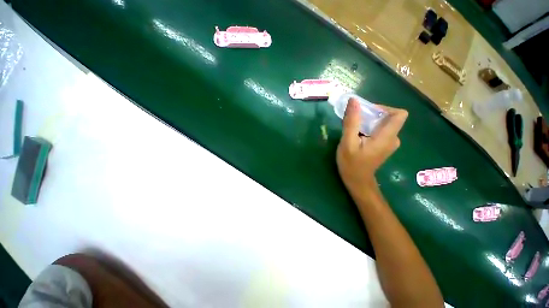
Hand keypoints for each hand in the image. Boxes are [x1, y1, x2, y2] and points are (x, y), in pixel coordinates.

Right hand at [336, 99, 407, 198]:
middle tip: (354, 121)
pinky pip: (380, 130)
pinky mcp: (384, 146)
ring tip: (353, 129)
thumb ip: (351, 122)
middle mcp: (393, 138)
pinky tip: (357, 136)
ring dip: (369, 121)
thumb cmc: (351, 164)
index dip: (383, 108)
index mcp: (387, 137)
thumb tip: (353, 101)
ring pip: (383, 124)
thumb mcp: (348, 142)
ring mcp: (389, 143)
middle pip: (389, 117)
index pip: (399, 114)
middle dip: (371, 114)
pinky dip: (369, 128)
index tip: (366, 112)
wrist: (357, 181)